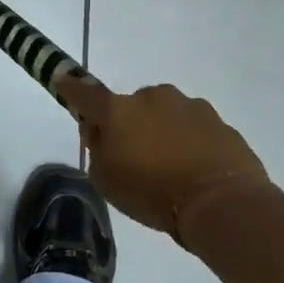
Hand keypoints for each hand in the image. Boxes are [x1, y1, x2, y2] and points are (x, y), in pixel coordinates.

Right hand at [57, 74, 274, 240]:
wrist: (222, 203)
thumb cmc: (152, 193)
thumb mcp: (106, 180)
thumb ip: (97, 149)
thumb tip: (101, 132)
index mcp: (117, 111)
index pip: (84, 93)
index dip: (70, 87)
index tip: (61, 79)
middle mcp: (151, 97)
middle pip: (129, 106)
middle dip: (128, 124)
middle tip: (134, 157)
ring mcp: (188, 105)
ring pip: (164, 114)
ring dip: (161, 131)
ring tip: (170, 168)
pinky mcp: (218, 120)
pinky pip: (193, 128)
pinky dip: (189, 142)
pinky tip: (194, 169)